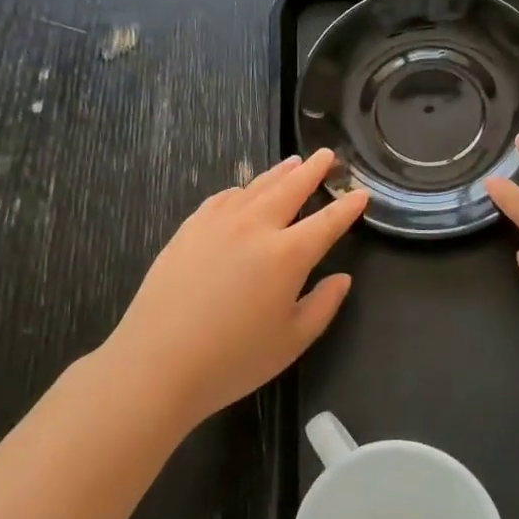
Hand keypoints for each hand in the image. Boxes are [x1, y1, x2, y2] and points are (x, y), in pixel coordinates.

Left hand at [104, 150, 369, 427]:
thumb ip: (323, 305)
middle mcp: (256, 227)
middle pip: (291, 188)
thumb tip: (342, 278)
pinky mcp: (189, 229)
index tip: (361, 193)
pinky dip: (241, 190)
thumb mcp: (292, 341)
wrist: (157, 363)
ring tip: (294, 162)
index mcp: (288, 255)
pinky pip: (222, 198)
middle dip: (313, 170)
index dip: (347, 206)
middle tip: (328, 155)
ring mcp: (218, 223)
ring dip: (279, 172)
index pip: (327, 222)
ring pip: (256, 187)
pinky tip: (243, 191)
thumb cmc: (233, 360)